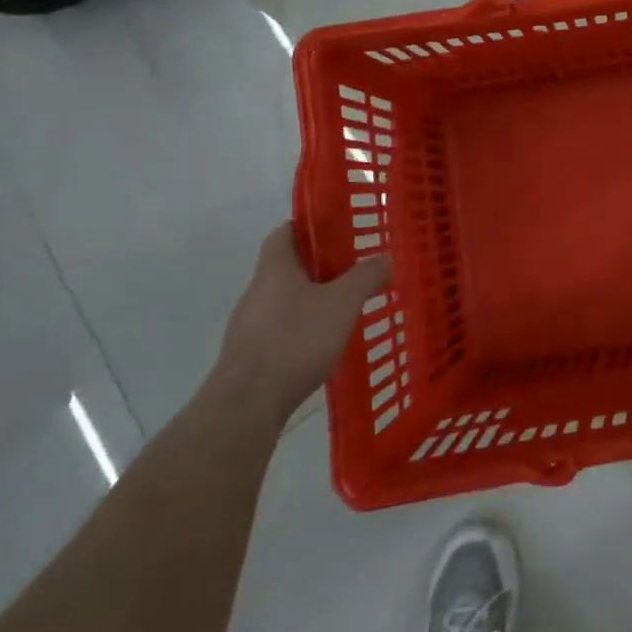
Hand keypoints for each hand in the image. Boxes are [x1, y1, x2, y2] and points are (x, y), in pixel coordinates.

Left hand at [214, 223, 392, 431]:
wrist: (247, 405)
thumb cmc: (295, 340)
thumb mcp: (343, 302)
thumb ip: (366, 276)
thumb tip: (385, 257)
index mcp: (275, 269)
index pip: (285, 232)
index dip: (310, 226)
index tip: (338, 232)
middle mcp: (257, 291)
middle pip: (288, 267)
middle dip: (320, 267)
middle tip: (354, 271)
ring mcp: (249, 326)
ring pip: (285, 300)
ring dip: (312, 300)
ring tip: (345, 310)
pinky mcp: (250, 356)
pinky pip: (281, 330)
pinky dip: (302, 330)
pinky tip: (324, 345)